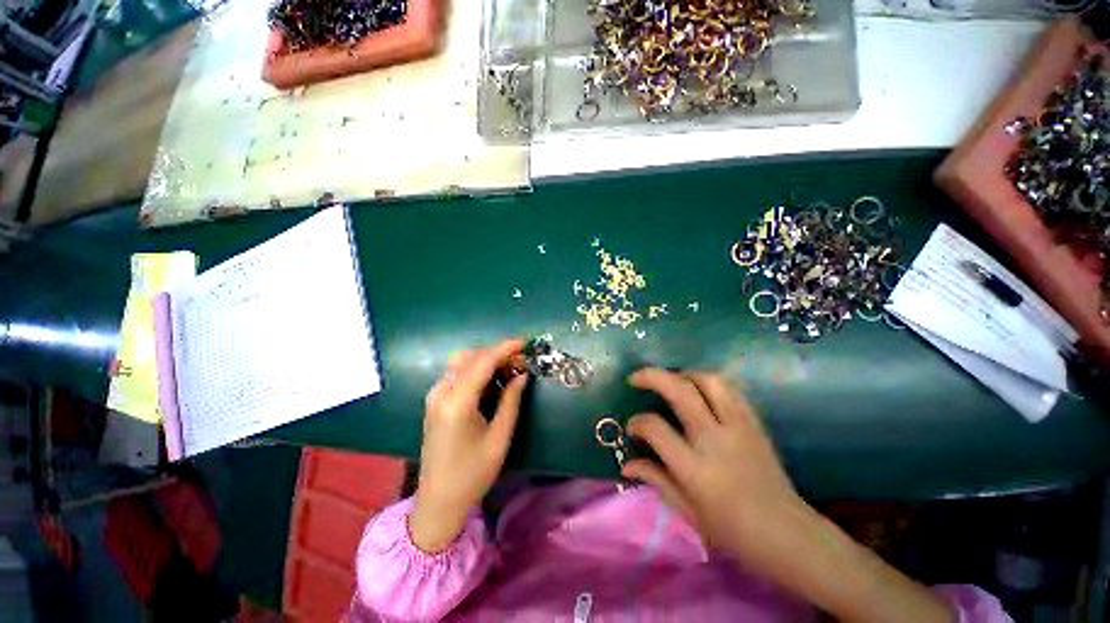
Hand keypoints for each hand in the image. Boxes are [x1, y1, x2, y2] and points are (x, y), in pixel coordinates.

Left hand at [409, 339, 527, 551]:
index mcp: (457, 402)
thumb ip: (511, 401)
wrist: (438, 501)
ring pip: (462, 362)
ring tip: (509, 370)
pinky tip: (492, 381)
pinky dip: (476, 370)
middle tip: (520, 362)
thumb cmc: (473, 473)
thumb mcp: (499, 437)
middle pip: (471, 357)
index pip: (483, 362)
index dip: (505, 348)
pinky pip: (457, 374)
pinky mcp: (435, 402)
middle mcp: (441, 392)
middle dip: (497, 353)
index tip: (525, 342)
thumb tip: (522, 375)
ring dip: (486, 360)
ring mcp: (435, 396)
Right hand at [623, 369, 953, 622]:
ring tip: (670, 380)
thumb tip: (626, 464)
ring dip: (683, 374)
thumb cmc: (734, 532)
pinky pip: (730, 389)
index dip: (637, 423)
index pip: (656, 429)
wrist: (788, 535)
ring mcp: (739, 428)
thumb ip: (655, 480)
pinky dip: (708, 381)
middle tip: (636, 378)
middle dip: (652, 377)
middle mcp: (716, 441)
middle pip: (681, 392)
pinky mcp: (754, 423)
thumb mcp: (688, 513)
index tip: (632, 427)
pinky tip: (698, 388)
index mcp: (696, 470)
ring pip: (709, 381)